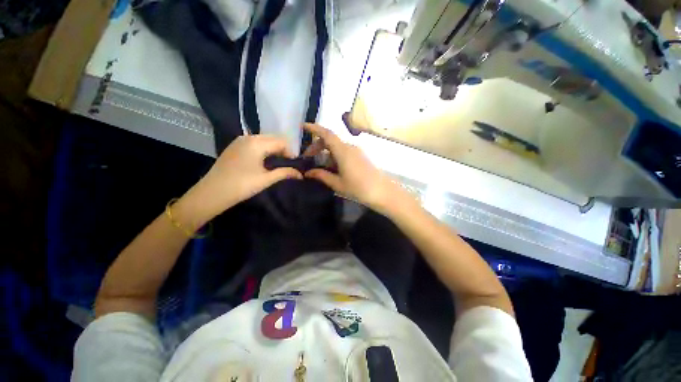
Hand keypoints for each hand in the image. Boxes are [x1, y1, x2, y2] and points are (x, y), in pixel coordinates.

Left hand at [179, 135, 301, 223]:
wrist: (212, 192)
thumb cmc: (242, 185)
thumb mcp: (266, 179)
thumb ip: (285, 173)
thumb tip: (301, 174)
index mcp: (257, 143)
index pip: (281, 142)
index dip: (290, 152)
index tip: (294, 164)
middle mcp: (248, 137)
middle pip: (273, 138)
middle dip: (282, 149)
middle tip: (287, 163)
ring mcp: (240, 140)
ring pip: (263, 139)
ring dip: (273, 148)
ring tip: (277, 162)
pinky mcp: (234, 146)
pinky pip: (254, 142)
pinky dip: (263, 148)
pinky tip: (263, 160)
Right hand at [302, 123, 409, 214]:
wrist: (382, 192)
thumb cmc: (359, 188)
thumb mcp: (337, 183)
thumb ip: (322, 176)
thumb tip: (308, 172)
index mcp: (343, 151)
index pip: (326, 134)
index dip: (314, 128)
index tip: (303, 127)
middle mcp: (350, 147)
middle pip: (330, 141)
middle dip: (317, 146)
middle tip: (308, 158)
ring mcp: (357, 151)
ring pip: (337, 147)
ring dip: (327, 154)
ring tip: (321, 168)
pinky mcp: (361, 157)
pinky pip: (345, 152)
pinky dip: (335, 157)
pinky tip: (333, 170)